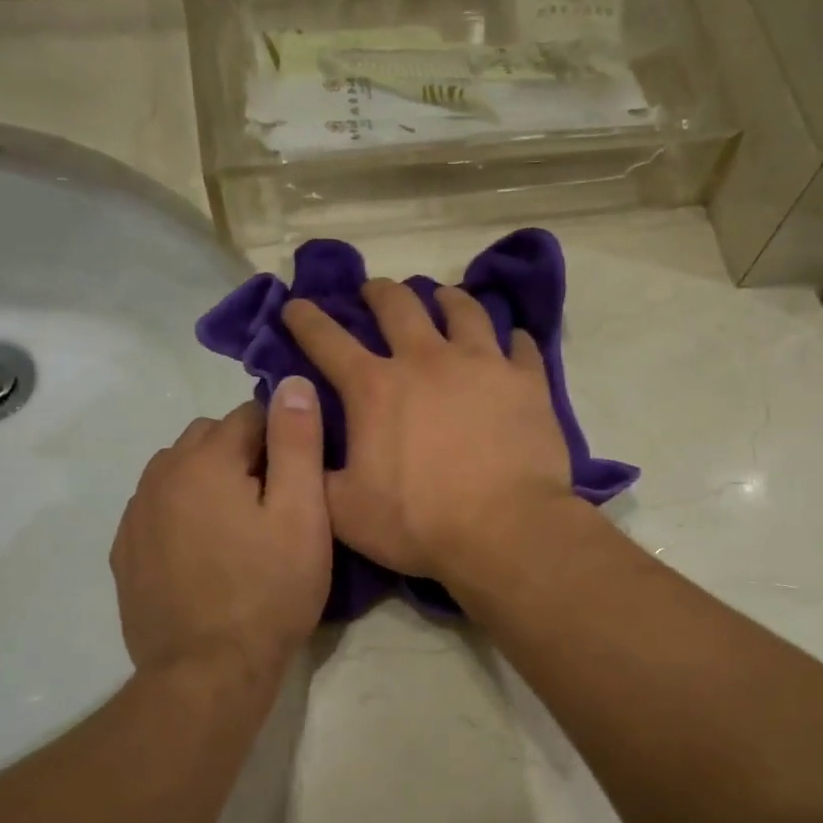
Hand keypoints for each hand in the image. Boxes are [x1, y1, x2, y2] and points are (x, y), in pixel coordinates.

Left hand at [111, 381, 329, 676]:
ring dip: (211, 481)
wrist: (208, 673)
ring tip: (242, 527)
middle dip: (245, 454)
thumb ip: (298, 441)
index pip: (250, 414)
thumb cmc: (269, 591)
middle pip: (210, 438)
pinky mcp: (126, 553)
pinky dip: (184, 512)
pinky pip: (159, 509)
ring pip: (179, 471)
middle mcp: (160, 475)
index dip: (284, 438)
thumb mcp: (302, 514)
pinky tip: (207, 552)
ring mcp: (136, 515)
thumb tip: (292, 381)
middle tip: (277, 503)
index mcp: (204, 459)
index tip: (303, 476)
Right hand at [282, 280, 571, 579]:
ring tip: (444, 298)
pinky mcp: (526, 380)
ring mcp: (482, 363)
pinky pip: (521, 345)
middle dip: (379, 293)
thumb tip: (298, 438)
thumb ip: (314, 469)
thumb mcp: (344, 510)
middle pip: (398, 306)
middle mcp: (426, 360)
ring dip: (447, 299)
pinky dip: (513, 340)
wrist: (505, 531)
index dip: (306, 319)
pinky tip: (513, 340)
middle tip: (374, 291)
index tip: (295, 304)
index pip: (327, 341)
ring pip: (463, 310)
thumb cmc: (419, 523)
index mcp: (375, 388)